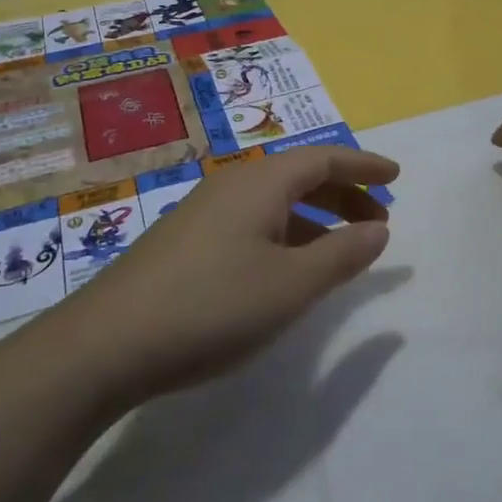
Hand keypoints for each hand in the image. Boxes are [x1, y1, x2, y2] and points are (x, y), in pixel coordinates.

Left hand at [50, 146, 397, 405]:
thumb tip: (379, 228)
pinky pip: (251, 220)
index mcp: (261, 182)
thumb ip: (341, 255)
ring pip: (273, 200)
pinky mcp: (186, 240)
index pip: (323, 158)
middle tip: (377, 220)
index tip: (396, 177)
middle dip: (343, 192)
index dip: (363, 166)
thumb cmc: (211, 306)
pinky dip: (284, 232)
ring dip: (314, 216)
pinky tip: (286, 267)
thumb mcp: (290, 286)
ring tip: (340, 246)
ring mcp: (204, 211)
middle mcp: (232, 185)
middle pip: (299, 174)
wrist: (106, 342)